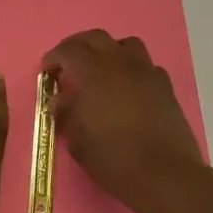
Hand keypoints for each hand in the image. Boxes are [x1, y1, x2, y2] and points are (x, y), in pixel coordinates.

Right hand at [40, 30, 205, 212]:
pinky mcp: (165, 87)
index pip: (69, 50)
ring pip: (126, 45)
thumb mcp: (76, 139)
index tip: (47, 71)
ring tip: (101, 70)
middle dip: (78, 46)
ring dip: (109, 51)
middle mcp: (120, 63)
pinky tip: (128, 88)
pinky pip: (146, 66)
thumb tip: (60, 101)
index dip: (54, 57)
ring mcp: (146, 72)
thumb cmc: (112, 157)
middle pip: (96, 38)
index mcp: (93, 72)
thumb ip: (65, 113)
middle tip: (68, 63)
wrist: (163, 174)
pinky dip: (133, 70)